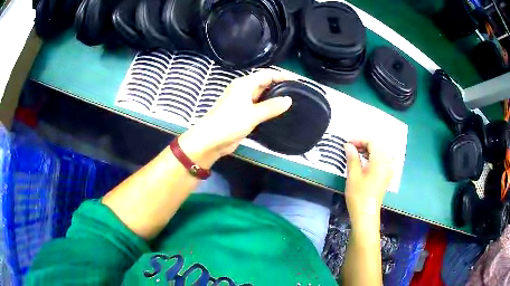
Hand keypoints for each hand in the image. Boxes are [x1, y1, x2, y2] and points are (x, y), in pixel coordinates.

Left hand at [179, 70, 292, 167]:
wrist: (210, 141)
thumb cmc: (229, 123)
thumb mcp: (252, 114)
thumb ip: (271, 107)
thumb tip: (288, 100)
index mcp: (244, 85)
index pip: (266, 75)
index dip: (282, 76)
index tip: (297, 81)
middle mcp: (243, 91)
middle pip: (264, 84)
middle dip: (279, 86)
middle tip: (297, 92)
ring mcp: (242, 103)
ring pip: (262, 96)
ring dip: (274, 98)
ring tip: (292, 103)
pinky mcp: (242, 114)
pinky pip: (259, 108)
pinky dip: (268, 109)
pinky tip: (278, 114)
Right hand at [344, 140, 392, 228]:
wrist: (366, 214)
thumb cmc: (359, 194)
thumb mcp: (353, 175)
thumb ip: (352, 157)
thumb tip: (348, 145)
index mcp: (380, 161)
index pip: (372, 142)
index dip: (359, 140)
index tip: (347, 144)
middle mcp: (387, 163)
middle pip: (378, 146)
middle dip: (364, 144)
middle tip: (350, 148)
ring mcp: (388, 170)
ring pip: (380, 153)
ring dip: (368, 151)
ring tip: (355, 155)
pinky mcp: (386, 177)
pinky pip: (381, 161)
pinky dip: (373, 158)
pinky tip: (364, 163)